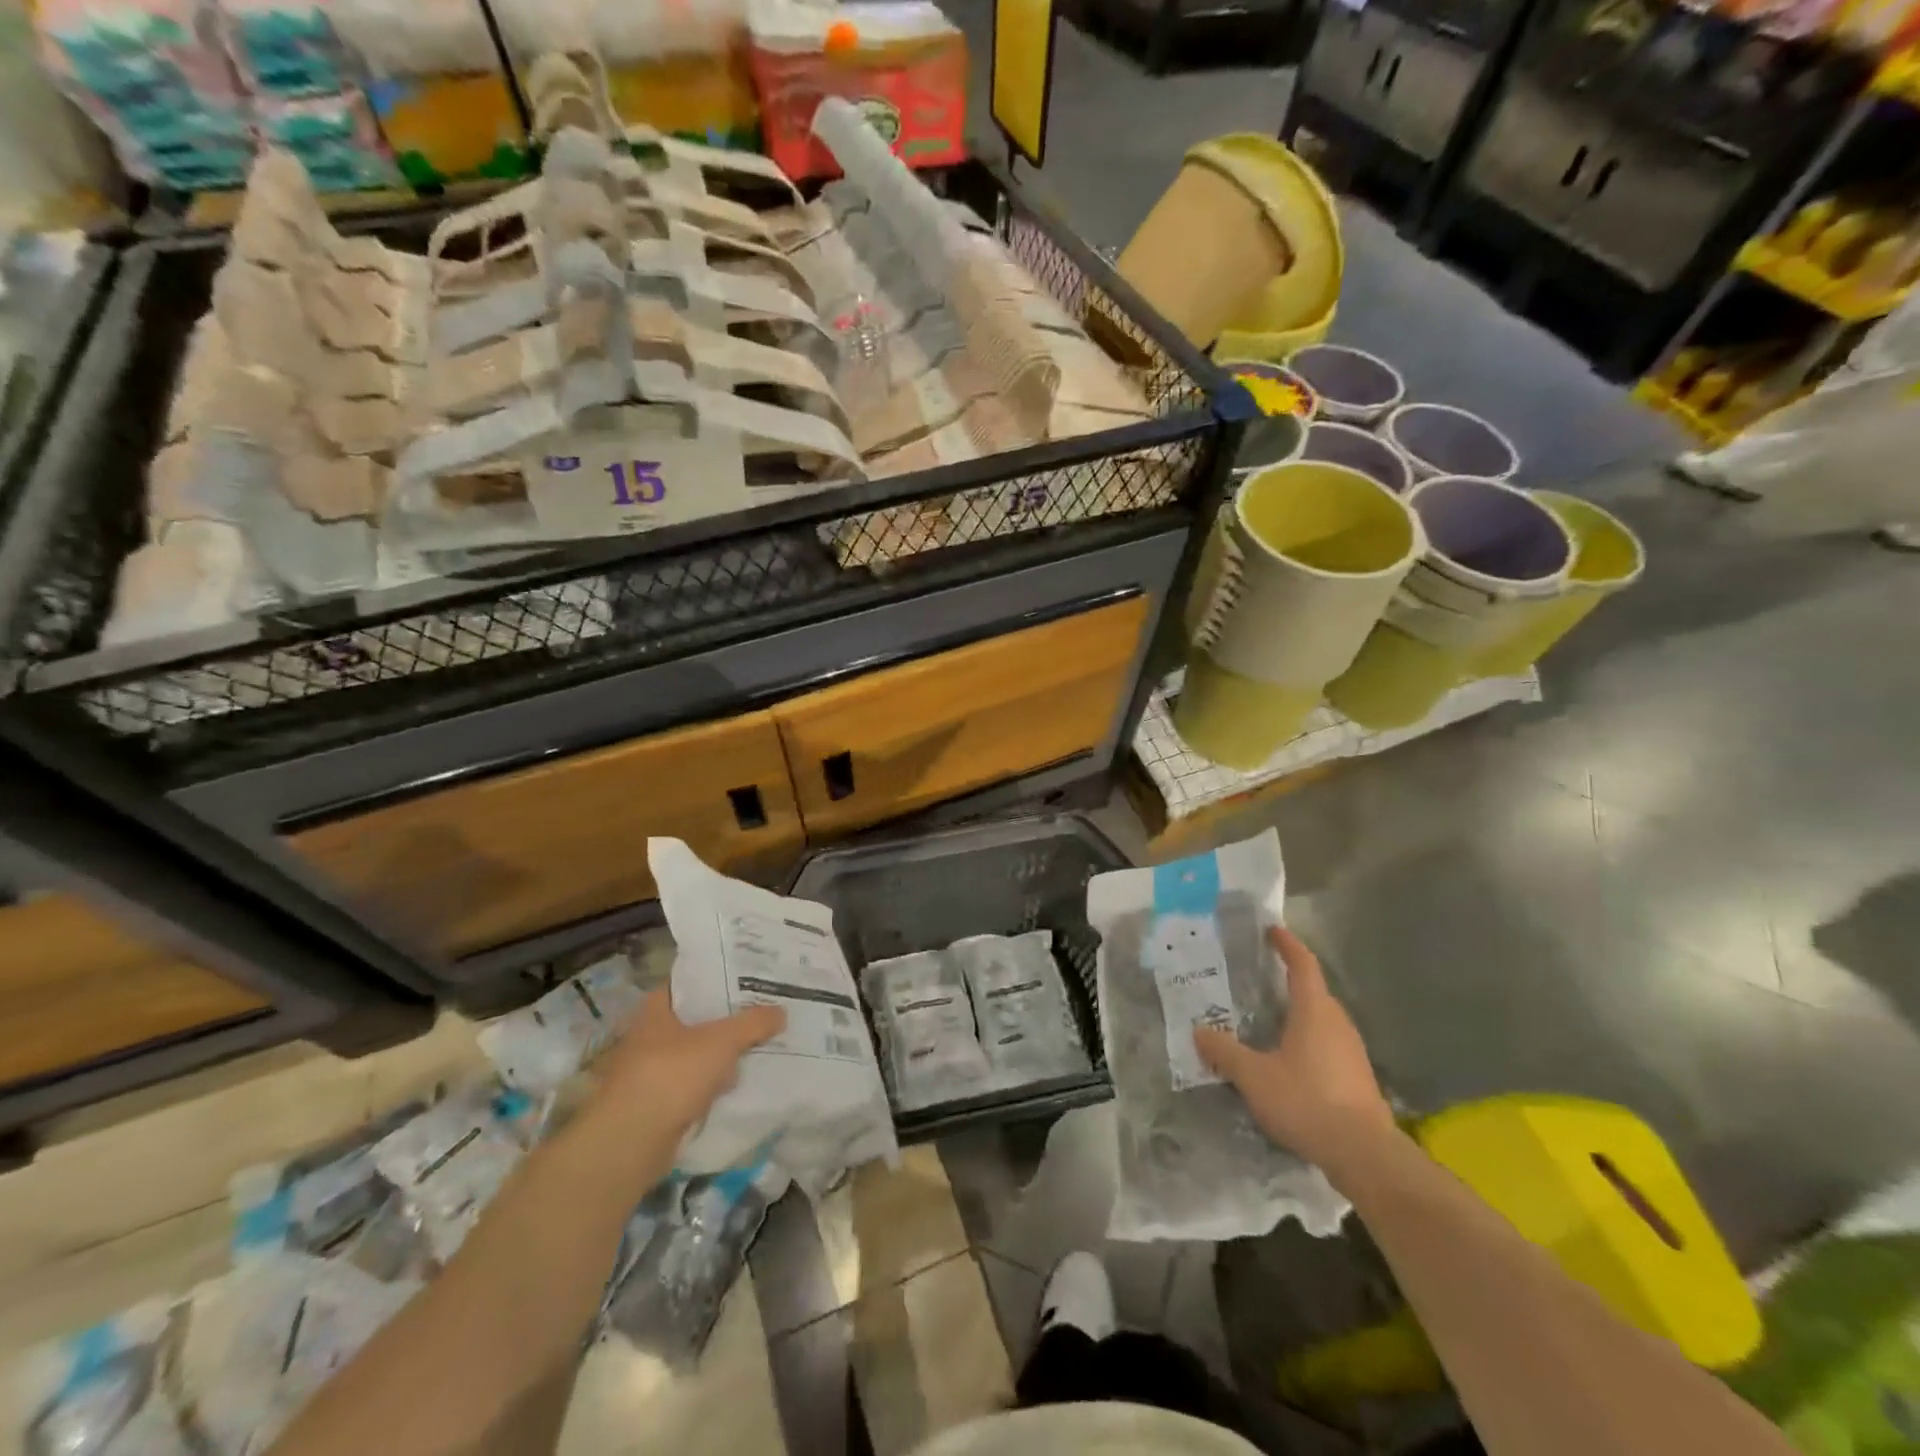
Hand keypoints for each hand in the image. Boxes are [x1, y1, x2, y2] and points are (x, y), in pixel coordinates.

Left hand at [590, 988, 784, 1141]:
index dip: (716, 977)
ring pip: (696, 1054)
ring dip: (721, 1055)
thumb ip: (753, 1023)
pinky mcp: (657, 1103)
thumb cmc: (672, 1074)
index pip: (688, 982)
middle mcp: (650, 1035)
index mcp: (656, 1009)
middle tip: (762, 1011)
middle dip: (726, 1019)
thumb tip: (781, 1011)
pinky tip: (739, 1084)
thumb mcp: (722, 1040)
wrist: (631, 1141)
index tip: (747, 977)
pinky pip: (694, 1085)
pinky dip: (712, 1085)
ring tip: (759, 1046)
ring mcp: (651, 1071)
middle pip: (695, 1019)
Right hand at [1193, 926, 1395, 1173]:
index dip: (1287, 944)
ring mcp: (1352, 1051)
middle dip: (1289, 981)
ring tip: (1269, 1019)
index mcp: (1314, 1010)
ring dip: (1299, 1013)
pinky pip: (1328, 1044)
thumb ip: (1225, 1051)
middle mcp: (1338, 1022)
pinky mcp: (1358, 1077)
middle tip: (1259, 978)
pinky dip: (1308, 1040)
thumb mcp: (1254, 1076)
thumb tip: (1198, 1030)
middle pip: (1314, 991)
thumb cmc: (1307, 1101)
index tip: (1272, 930)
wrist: (1364, 1154)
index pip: (1302, 964)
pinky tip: (1289, 1060)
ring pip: (1322, 1020)